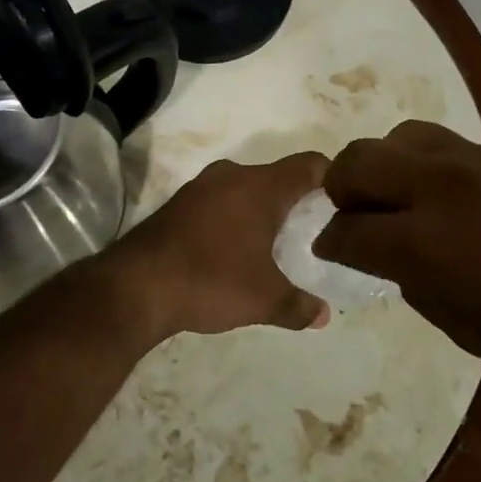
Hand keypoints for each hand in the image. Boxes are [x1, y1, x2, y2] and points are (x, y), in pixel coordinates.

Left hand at [100, 153, 331, 340]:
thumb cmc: (211, 280)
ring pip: (246, 188)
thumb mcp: (264, 300)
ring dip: (262, 209)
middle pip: (278, 176)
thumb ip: (299, 306)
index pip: (310, 164)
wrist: (135, 285)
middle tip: (315, 230)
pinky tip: (234, 249)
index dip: (333, 177)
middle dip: (297, 199)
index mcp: (261, 187)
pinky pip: (220, 200)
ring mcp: (201, 187)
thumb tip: (323, 316)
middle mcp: (233, 176)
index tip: (345, 201)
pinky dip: (234, 217)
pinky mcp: (179, 203)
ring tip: (277, 243)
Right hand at [313, 121, 480, 398]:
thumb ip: (414, 285)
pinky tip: (441, 195)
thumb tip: (393, 259)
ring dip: (383, 165)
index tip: (328, 251)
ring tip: (395, 197)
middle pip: (359, 161)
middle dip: (340, 188)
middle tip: (350, 215)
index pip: (348, 229)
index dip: (330, 243)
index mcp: (423, 242)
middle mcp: (437, 187)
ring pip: (400, 136)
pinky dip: (423, 163)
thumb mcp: (465, 330)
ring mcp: (473, 162)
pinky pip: (442, 143)